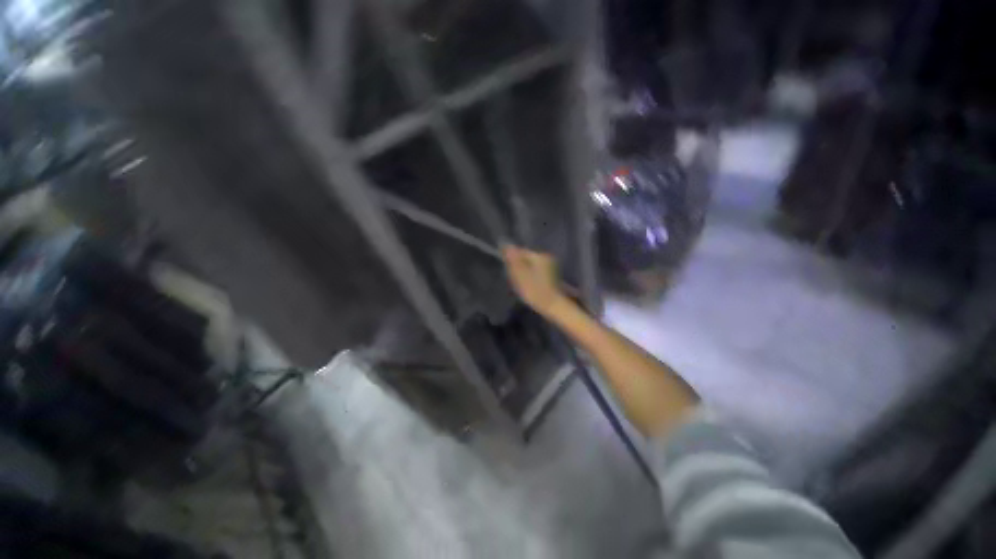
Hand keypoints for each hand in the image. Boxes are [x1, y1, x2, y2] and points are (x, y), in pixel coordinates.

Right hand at [502, 244, 567, 316]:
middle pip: (527, 258)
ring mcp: (551, 267)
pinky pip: (537, 272)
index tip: (510, 271)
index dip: (513, 261)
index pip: (521, 252)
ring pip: (531, 266)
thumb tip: (507, 245)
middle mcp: (547, 258)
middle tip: (515, 279)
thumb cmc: (534, 290)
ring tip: (522, 284)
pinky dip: (531, 277)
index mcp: (539, 256)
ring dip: (525, 273)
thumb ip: (513, 259)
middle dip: (519, 266)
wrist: (552, 306)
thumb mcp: (520, 274)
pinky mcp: (552, 276)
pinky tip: (530, 286)